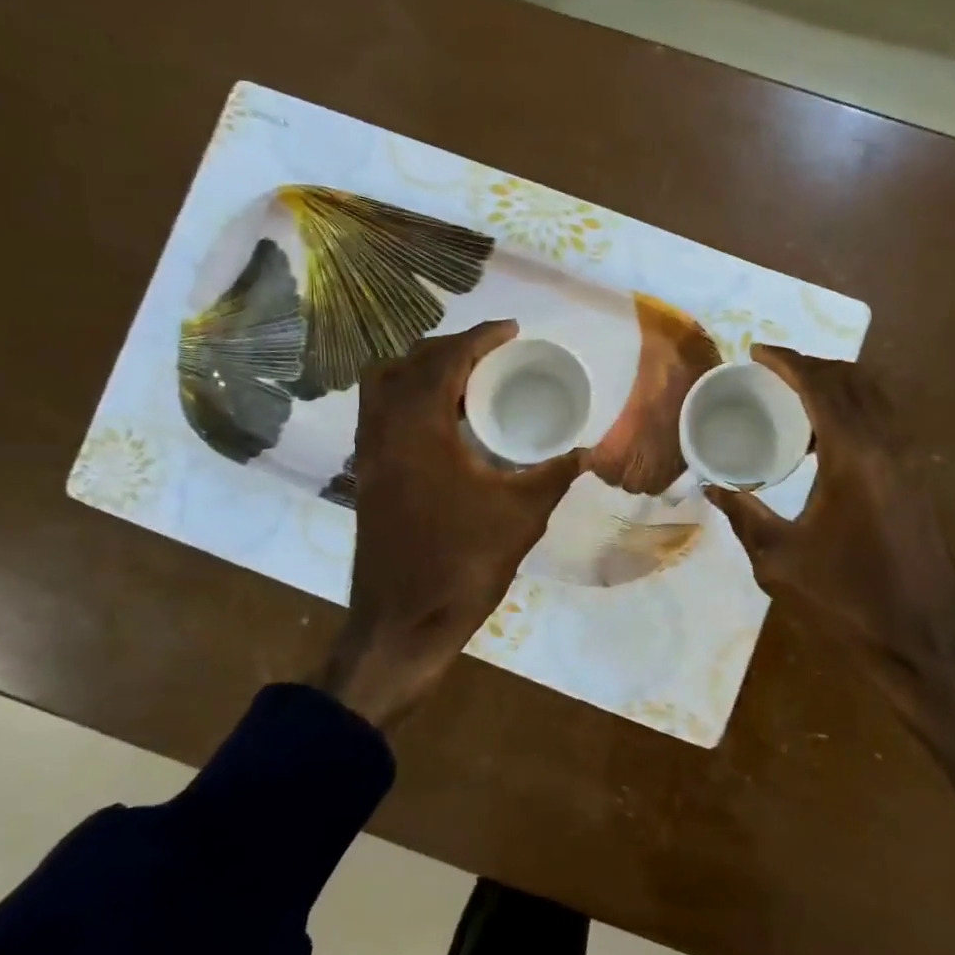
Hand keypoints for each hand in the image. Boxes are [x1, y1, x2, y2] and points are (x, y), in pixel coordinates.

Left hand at [323, 321, 586, 726]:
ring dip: (423, 370)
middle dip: (451, 348)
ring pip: (384, 385)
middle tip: (493, 354)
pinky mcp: (367, 476)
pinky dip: (409, 399)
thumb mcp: (520, 517)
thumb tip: (587, 452)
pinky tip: (444, 424)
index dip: (480, 337)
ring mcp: (369, 454)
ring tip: (467, 382)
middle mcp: (384, 430)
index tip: (512, 330)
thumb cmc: (461, 565)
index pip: (445, 360)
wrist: (401, 624)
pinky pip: (381, 414)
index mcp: (418, 429)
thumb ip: (554, 475)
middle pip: (409, 362)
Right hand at [706, 347, 954, 834]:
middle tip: (772, 372)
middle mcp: (889, 448)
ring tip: (794, 401)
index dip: (787, 361)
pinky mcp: (917, 484)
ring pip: (876, 400)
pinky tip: (823, 444)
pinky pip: (884, 425)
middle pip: (853, 381)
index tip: (756, 352)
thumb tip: (712, 487)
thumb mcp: (780, 561)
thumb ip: (744, 516)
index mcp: (855, 458)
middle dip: (812, 366)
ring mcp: (910, 465)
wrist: (926, 647)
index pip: (820, 387)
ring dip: (836, 388)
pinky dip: (853, 414)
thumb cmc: (848, 604)